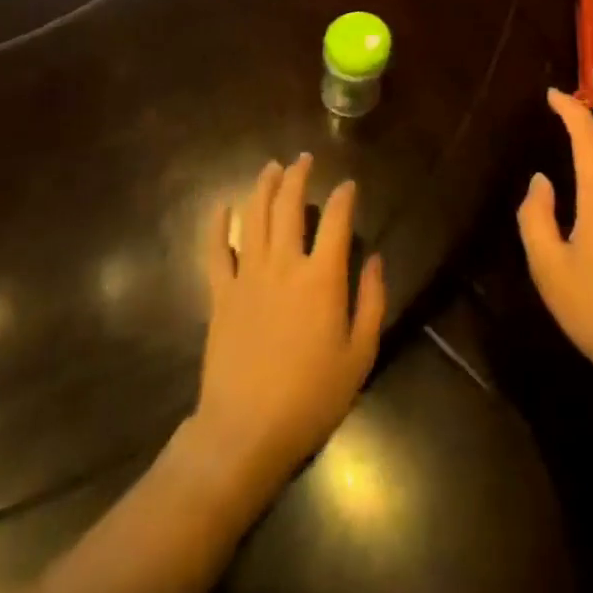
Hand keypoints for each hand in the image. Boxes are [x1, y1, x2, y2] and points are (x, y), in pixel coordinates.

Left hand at [194, 154, 384, 489]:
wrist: (244, 434)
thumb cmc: (310, 398)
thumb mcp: (359, 356)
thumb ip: (372, 302)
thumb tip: (375, 259)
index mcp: (321, 277)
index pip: (336, 220)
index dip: (344, 197)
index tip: (348, 185)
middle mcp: (284, 264)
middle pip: (289, 205)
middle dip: (298, 176)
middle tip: (304, 159)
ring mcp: (248, 276)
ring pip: (254, 217)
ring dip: (263, 187)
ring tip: (271, 167)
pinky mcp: (221, 294)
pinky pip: (216, 251)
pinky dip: (218, 225)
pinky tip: (222, 206)